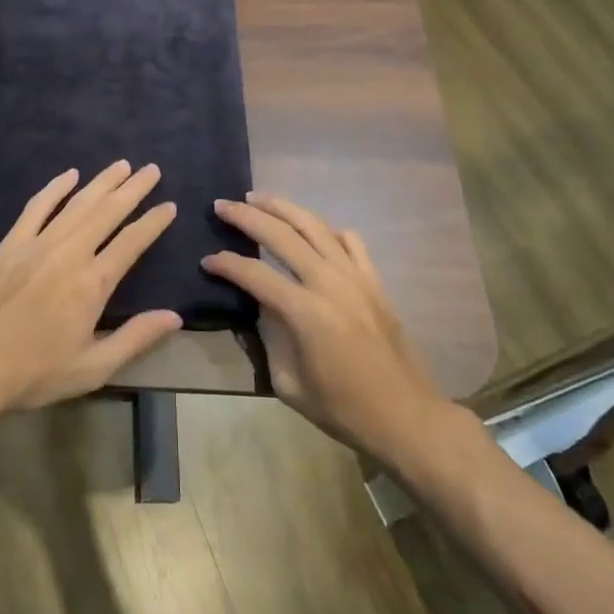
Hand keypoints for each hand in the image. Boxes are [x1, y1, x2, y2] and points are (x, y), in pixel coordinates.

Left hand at [0, 162, 182, 419]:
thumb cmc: (35, 373)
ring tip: (122, 165)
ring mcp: (37, 244)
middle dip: (132, 189)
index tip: (169, 205)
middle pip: (107, 212)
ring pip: (76, 204)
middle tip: (151, 169)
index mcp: (92, 283)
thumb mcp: (93, 368)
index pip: (131, 243)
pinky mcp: (10, 244)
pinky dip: (55, 188)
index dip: (153, 223)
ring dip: (101, 182)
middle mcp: (69, 254)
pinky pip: (36, 207)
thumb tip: (174, 316)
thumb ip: (135, 338)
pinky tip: (70, 174)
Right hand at [203, 193, 443, 466]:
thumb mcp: (288, 383)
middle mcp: (329, 283)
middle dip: (247, 216)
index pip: (255, 273)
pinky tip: (312, 230)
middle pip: (282, 234)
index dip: (226, 264)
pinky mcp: (374, 280)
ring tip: (258, 198)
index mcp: (305, 312)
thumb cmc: (342, 408)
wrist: (405, 416)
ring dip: (282, 207)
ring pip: (315, 225)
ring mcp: (356, 276)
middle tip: (222, 205)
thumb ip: (269, 336)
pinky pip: (350, 241)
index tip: (207, 260)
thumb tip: (260, 303)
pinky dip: (327, 229)